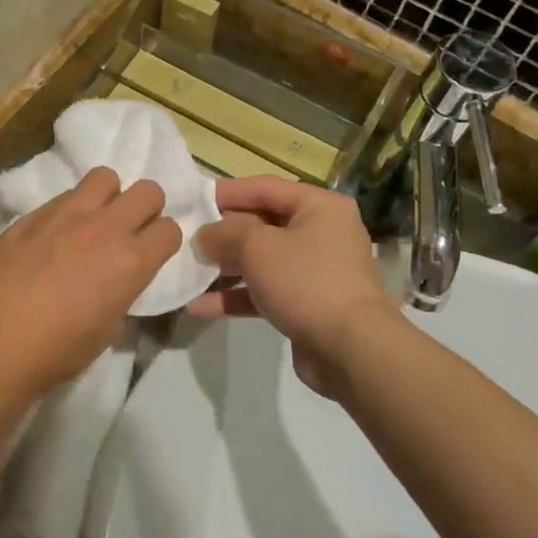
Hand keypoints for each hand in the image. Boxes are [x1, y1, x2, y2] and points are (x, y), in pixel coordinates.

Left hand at [0, 169, 179, 464]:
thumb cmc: (58, 352)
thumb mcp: (108, 327)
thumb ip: (122, 288)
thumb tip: (118, 278)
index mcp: (131, 261)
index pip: (170, 229)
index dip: (163, 241)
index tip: (151, 253)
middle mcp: (105, 228)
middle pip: (147, 191)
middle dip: (145, 208)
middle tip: (129, 230)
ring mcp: (66, 215)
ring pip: (105, 177)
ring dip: (107, 197)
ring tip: (92, 221)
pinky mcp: (32, 215)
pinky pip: (63, 195)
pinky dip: (69, 209)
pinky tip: (53, 235)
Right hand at [188, 177, 399, 398]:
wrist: (350, 349)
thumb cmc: (305, 281)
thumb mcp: (257, 247)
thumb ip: (225, 233)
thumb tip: (205, 234)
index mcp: (319, 207)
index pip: (265, 188)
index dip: (228, 192)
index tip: (193, 199)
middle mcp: (321, 233)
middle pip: (263, 224)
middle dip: (224, 232)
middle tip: (187, 236)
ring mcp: (315, 271)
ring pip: (262, 260)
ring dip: (226, 266)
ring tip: (189, 269)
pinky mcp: (307, 305)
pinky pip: (266, 292)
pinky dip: (236, 296)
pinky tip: (200, 306)